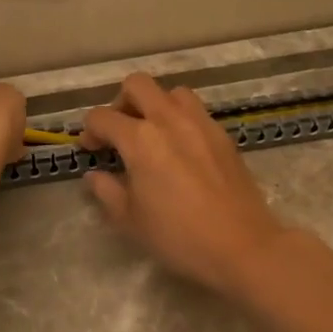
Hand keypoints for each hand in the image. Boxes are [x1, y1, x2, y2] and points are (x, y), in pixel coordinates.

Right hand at [78, 73, 287, 293]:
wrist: (243, 246)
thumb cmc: (178, 236)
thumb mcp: (130, 220)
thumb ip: (107, 191)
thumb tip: (95, 174)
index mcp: (140, 139)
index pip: (102, 117)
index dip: (89, 131)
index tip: (90, 150)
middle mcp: (169, 120)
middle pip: (138, 85)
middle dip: (121, 102)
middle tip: (120, 132)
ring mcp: (200, 123)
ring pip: (171, 93)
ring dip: (155, 105)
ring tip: (152, 135)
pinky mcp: (222, 135)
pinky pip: (196, 111)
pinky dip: (180, 119)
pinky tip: (180, 149)